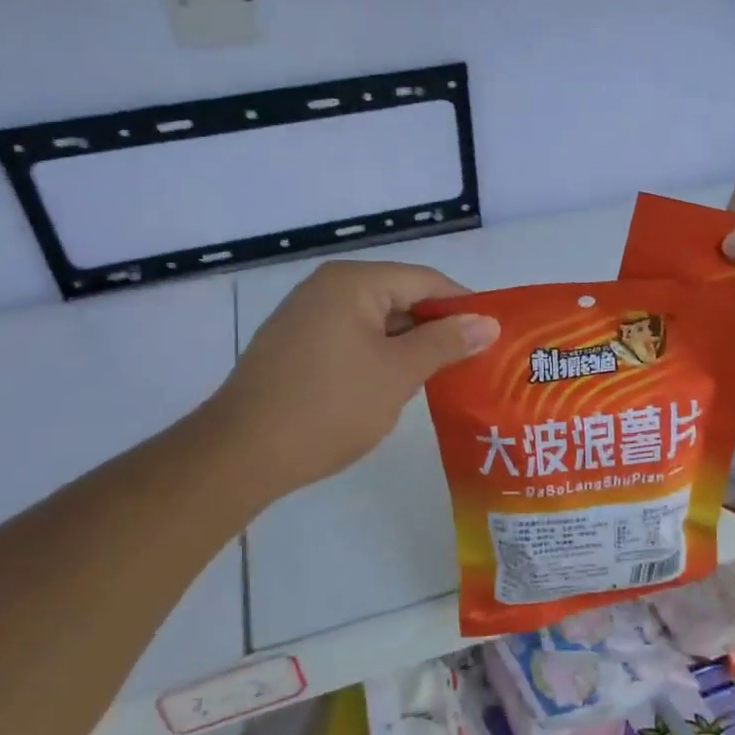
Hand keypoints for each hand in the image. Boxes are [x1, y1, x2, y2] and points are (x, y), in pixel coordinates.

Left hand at [206, 261, 499, 499]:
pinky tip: (397, 384)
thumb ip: (445, 343)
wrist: (240, 454)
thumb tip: (488, 322)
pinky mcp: (295, 344)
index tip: (494, 337)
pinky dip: (379, 355)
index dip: (464, 306)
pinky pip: (352, 338)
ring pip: (377, 321)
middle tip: (475, 360)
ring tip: (445, 376)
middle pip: (401, 297)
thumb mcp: (398, 374)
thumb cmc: (329, 407)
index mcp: (354, 282)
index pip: (426, 281)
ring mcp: (306, 315)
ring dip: (410, 346)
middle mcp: (328, 287)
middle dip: (438, 328)